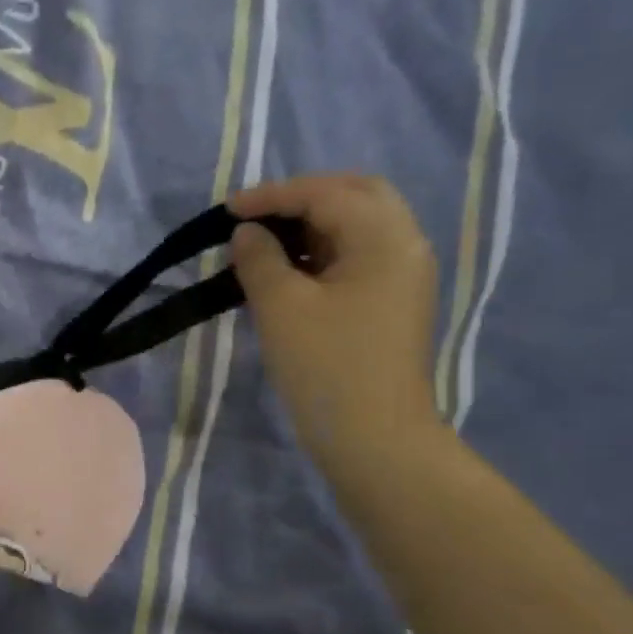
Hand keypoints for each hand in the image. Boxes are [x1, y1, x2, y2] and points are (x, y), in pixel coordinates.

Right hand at [229, 174, 440, 481]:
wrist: (374, 438)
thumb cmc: (326, 367)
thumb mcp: (281, 307)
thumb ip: (259, 259)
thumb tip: (248, 233)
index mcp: (385, 239)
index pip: (326, 194)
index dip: (274, 195)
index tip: (228, 210)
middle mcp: (405, 246)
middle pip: (356, 196)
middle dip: (303, 198)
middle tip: (257, 215)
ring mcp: (403, 276)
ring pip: (358, 226)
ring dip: (312, 224)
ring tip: (265, 242)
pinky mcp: (392, 303)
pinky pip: (357, 257)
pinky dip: (322, 251)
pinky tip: (289, 270)